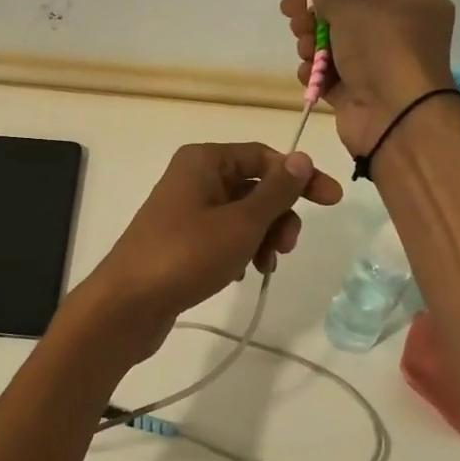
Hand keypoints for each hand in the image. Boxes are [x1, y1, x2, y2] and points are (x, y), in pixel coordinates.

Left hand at [79, 142, 342, 358]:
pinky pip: (223, 235)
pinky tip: (239, 274)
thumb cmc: (186, 255)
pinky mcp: (180, 240)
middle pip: (254, 186)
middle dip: (278, 216)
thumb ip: (276, 191)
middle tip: (286, 248)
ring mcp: (184, 210)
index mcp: (204, 160)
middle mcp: (193, 177)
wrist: (127, 304)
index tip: (332, 202)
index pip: (264, 156)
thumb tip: (301, 158)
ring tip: (262, 266)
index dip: (300, 177)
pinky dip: (239, 250)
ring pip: (241, 214)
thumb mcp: (241, 222)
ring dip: (262, 237)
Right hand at [281, 0, 456, 157]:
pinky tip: (307, 74)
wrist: (395, 114)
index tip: (296, 0)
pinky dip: (318, 76)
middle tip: (294, 25)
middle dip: (316, 24)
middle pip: (348, 25)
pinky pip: (334, 80)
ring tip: (304, 51)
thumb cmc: (382, 49)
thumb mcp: (352, 10)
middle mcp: (403, 38)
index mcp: (415, 8)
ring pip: (338, 53)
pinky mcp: (364, 98)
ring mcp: (383, 70)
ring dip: (313, 49)